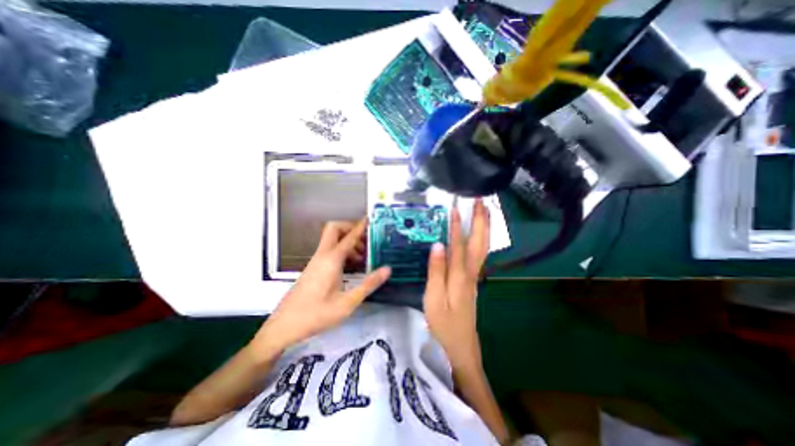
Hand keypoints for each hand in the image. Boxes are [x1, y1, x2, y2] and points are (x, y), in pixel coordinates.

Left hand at [252, 220, 390, 357]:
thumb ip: (368, 284)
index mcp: (331, 260)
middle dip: (351, 228)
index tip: (371, 219)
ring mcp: (316, 261)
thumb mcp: (347, 302)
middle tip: (366, 239)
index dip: (361, 226)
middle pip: (335, 229)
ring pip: (332, 240)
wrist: (284, 326)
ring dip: (348, 242)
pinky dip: (342, 251)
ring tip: (364, 256)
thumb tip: (387, 269)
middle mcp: (322, 256)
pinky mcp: (314, 268)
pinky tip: (352, 266)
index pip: (349, 236)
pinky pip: (330, 251)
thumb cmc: (316, 315)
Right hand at [425, 201, 488, 370]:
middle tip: (482, 202)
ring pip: (482, 248)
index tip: (457, 207)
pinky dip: (480, 240)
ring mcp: (473, 277)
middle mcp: (470, 273)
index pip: (459, 245)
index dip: (457, 225)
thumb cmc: (444, 324)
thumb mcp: (434, 299)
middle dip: (482, 221)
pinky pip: (478, 255)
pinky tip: (477, 236)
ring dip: (484, 228)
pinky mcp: (471, 282)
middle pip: (479, 242)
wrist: (461, 347)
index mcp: (460, 276)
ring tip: (484, 212)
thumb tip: (438, 245)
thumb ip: (436, 271)